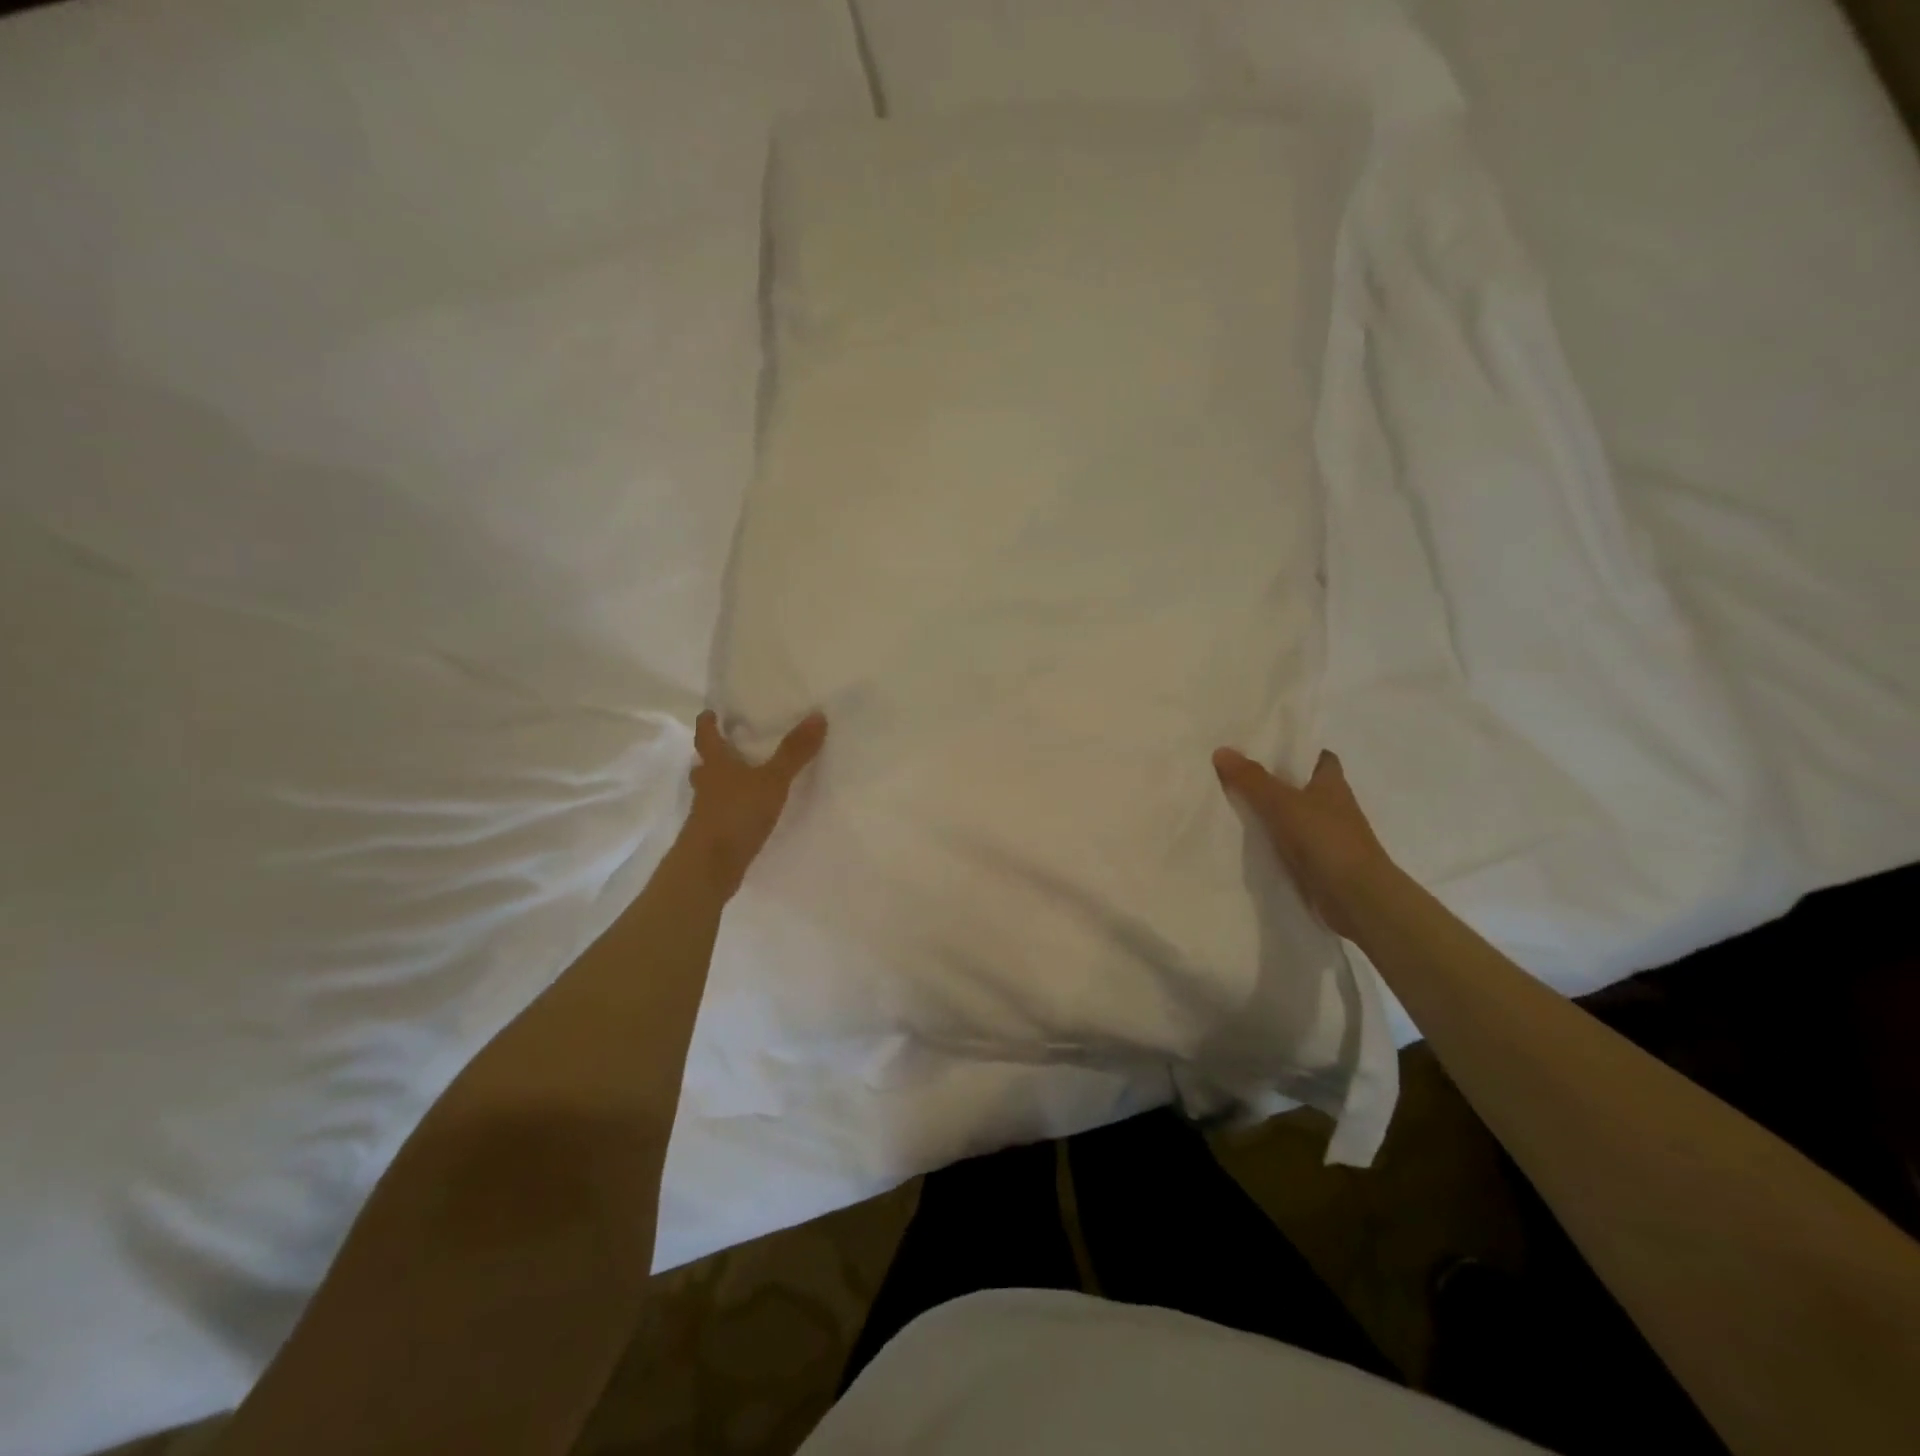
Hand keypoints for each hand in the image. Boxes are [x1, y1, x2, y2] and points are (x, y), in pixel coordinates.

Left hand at [683, 710, 827, 896]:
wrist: (709, 867)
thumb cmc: (736, 814)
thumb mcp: (773, 780)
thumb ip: (794, 752)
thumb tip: (817, 715)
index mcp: (715, 764)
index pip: (706, 736)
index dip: (707, 723)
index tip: (710, 712)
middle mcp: (706, 785)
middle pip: (705, 764)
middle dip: (714, 755)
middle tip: (730, 746)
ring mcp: (705, 812)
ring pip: (711, 790)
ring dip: (722, 783)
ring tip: (743, 780)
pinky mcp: (712, 835)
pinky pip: (721, 813)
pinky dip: (731, 808)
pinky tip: (747, 813)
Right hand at [1213, 747, 1390, 940]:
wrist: (1356, 898)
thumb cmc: (1326, 840)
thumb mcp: (1283, 803)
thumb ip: (1251, 779)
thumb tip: (1221, 750)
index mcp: (1332, 783)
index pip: (1317, 757)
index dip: (1295, 750)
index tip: (1263, 748)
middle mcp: (1332, 806)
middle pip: (1300, 785)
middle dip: (1273, 780)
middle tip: (1233, 772)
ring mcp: (1326, 836)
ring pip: (1292, 815)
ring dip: (1269, 812)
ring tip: (1228, 803)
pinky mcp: (1317, 863)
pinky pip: (1287, 844)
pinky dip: (1270, 841)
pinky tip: (1243, 840)